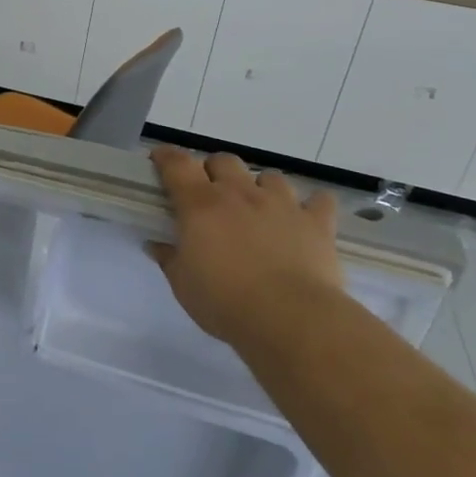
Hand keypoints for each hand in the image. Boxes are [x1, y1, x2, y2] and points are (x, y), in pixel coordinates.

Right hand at [148, 147, 344, 348]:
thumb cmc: (225, 302)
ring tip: (260, 208)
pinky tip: (306, 218)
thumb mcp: (183, 285)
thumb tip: (156, 245)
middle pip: (224, 161)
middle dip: (215, 171)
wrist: (292, 319)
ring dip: (261, 187)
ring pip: (270, 176)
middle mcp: (240, 193)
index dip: (167, 157)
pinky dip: (312, 205)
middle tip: (211, 194)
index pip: (178, 164)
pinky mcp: (317, 223)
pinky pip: (320, 201)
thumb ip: (169, 259)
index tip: (160, 159)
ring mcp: (282, 204)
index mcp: (201, 205)